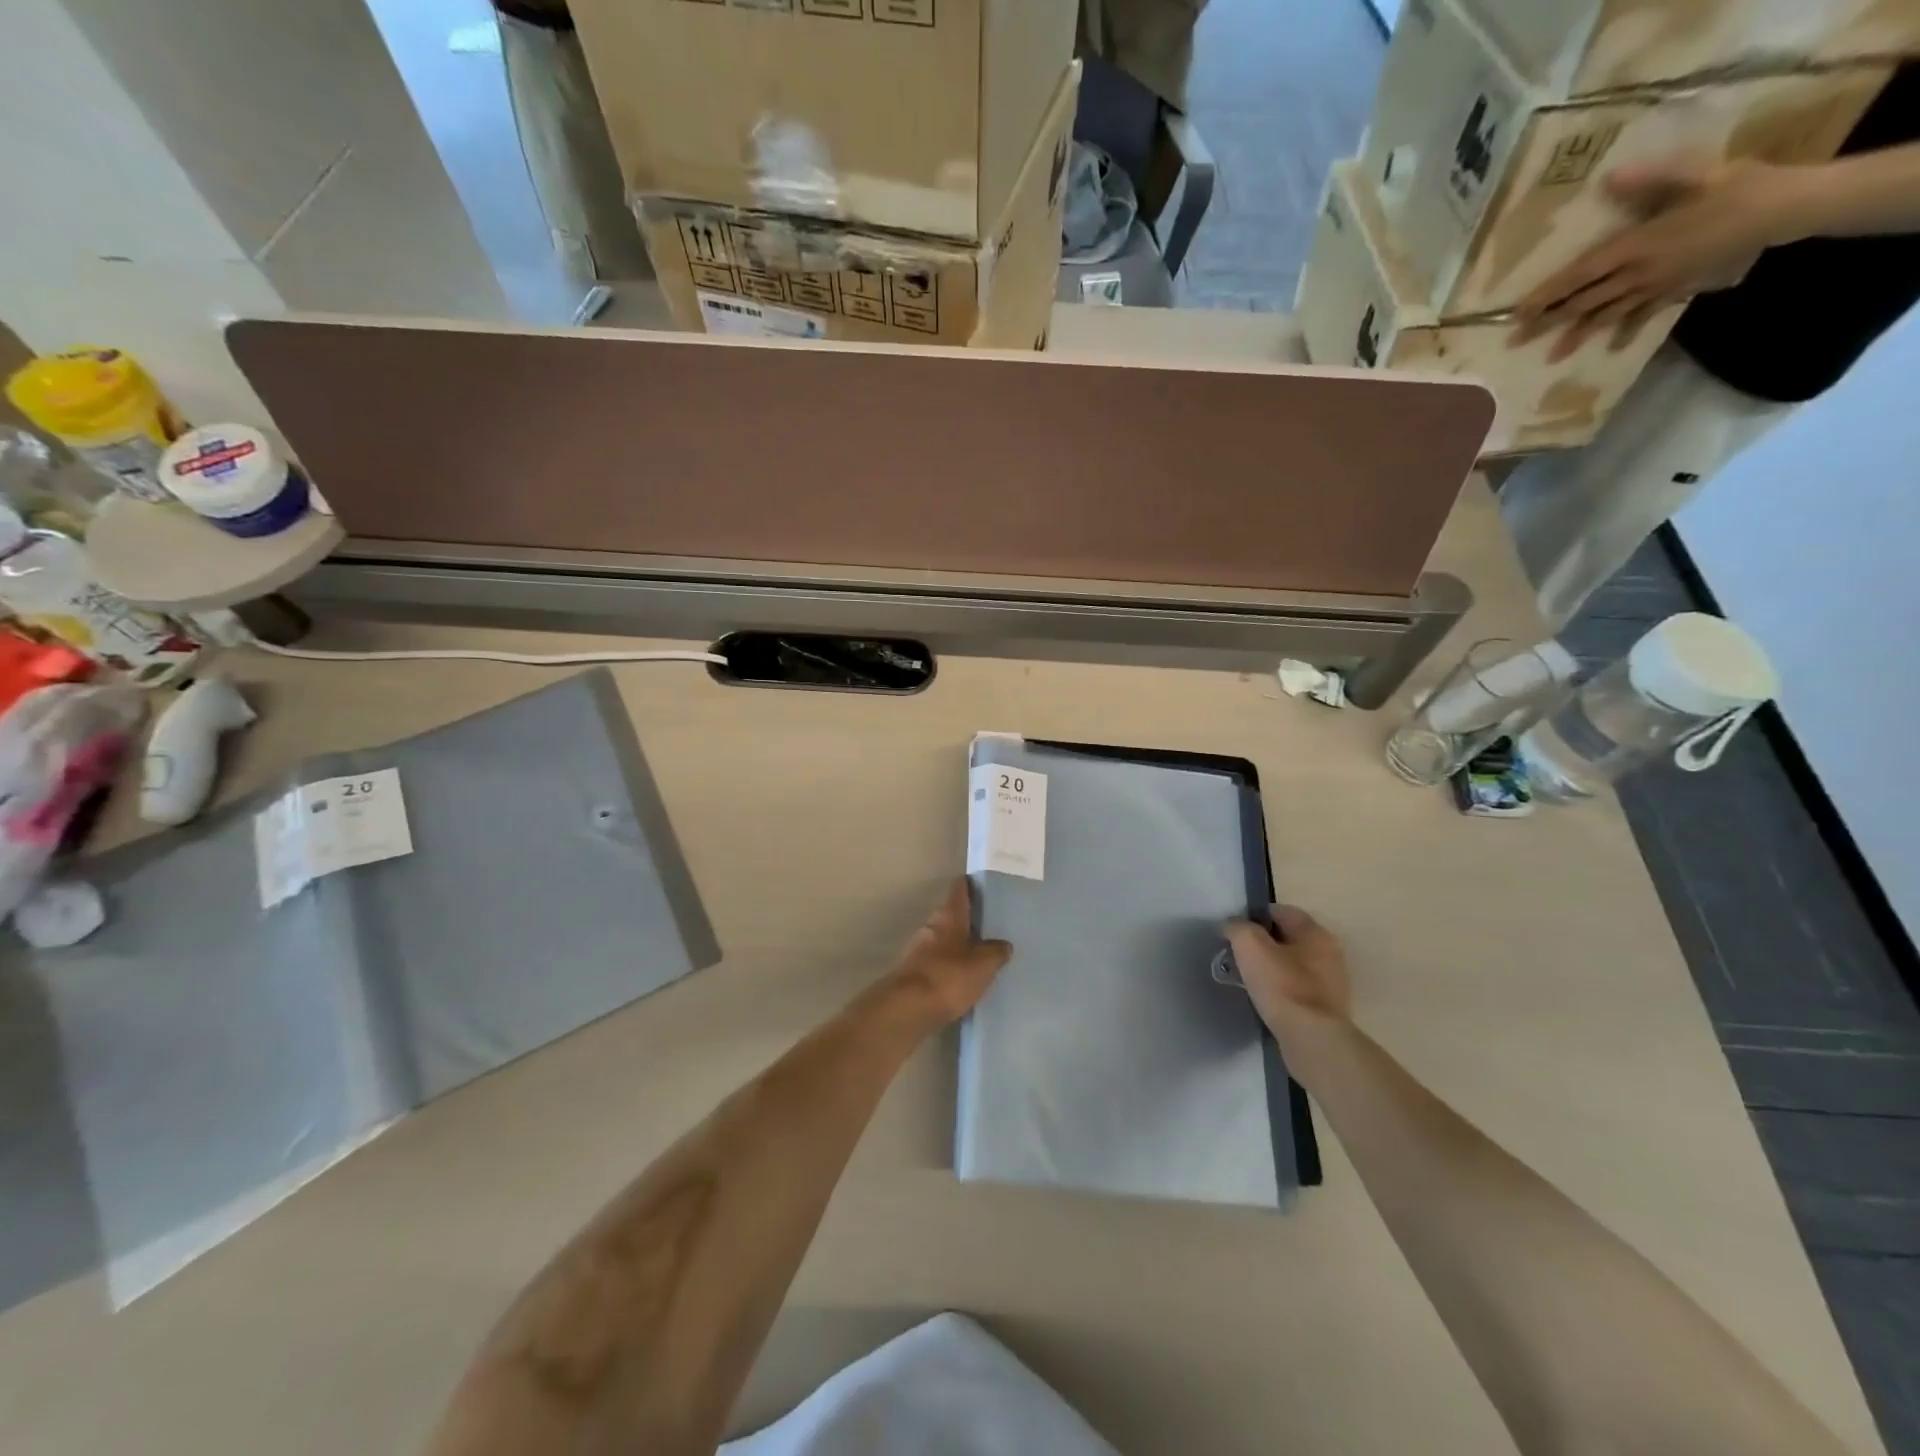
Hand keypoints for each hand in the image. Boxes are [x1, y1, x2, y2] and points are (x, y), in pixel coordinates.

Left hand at [886, 878, 1011, 1023]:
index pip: (958, 889)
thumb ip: (995, 952)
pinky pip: (938, 961)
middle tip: (989, 923)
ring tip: (981, 951)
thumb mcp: (983, 964)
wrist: (908, 1009)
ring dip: (958, 942)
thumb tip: (1003, 944)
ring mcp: (919, 950)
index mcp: (949, 916)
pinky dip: (950, 964)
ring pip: (943, 938)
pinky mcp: (914, 973)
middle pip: (950, 914)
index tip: (983, 884)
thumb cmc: (949, 977)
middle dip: (967, 917)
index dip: (970, 885)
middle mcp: (931, 926)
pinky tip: (964, 975)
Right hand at [1224, 906, 1350, 1032]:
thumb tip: (1233, 926)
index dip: (1254, 917)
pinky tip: (1264, 999)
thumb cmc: (1282, 985)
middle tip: (1238, 955)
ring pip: (1292, 965)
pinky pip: (1297, 989)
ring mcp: (1331, 983)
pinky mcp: (1326, 1009)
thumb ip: (1238, 928)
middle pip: (1287, 938)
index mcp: (1315, 932)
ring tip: (1247, 979)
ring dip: (1271, 968)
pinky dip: (1280, 990)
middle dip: (1262, 944)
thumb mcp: (1250, 946)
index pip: (1280, 911)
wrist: (1311, 1039)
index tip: (1234, 932)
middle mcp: (1329, 953)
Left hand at [1513, 157, 1799, 360]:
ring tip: (1551, 357)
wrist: (1785, 209)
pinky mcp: (1675, 292)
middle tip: (1515, 342)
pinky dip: (1626, 332)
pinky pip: (1642, 318)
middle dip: (1548, 322)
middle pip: (1583, 303)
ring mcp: (1655, 287)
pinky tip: (1612, 348)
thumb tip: (1611, 177)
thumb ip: (1651, 179)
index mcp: (1636, 245)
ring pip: (1605, 317)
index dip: (1548, 295)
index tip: (1518, 312)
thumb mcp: (1697, 174)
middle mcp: (1638, 273)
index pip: (1580, 275)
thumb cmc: (1739, 186)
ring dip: (1577, 336)